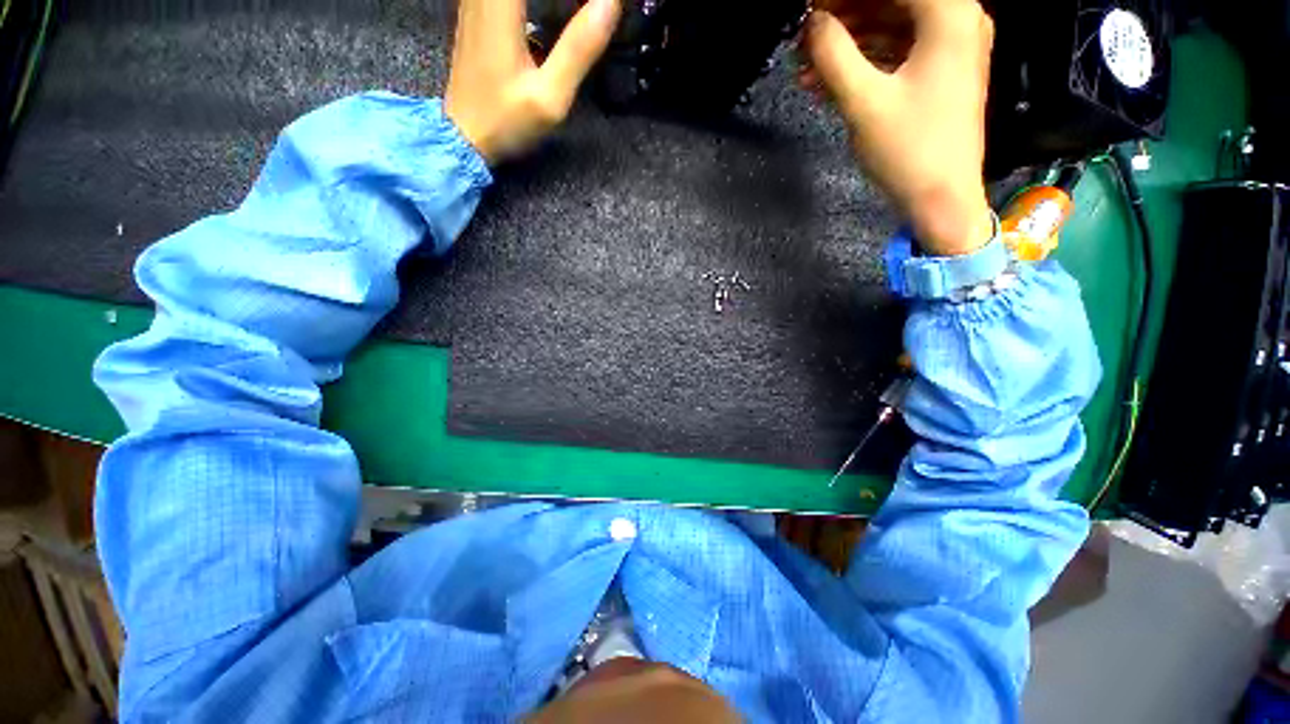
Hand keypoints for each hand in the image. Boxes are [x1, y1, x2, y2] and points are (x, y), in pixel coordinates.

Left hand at [445, 0, 621, 165]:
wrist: (464, 136)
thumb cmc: (506, 120)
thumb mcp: (550, 95)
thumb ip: (579, 49)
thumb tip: (611, 2)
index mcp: (502, 3)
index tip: (602, 5)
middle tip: (592, 11)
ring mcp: (477, 1)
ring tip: (578, 11)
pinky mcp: (478, 13)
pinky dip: (537, 1)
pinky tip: (554, 11)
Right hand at [801, 0, 993, 255]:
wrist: (941, 198)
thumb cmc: (908, 149)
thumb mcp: (863, 101)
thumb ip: (833, 54)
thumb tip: (811, 23)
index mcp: (949, 14)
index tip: (811, 11)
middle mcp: (958, 19)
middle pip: (893, 2)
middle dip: (844, 16)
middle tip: (804, 36)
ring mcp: (952, 47)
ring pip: (892, 26)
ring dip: (848, 42)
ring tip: (806, 64)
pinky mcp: (942, 73)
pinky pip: (898, 52)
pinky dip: (864, 62)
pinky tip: (828, 80)